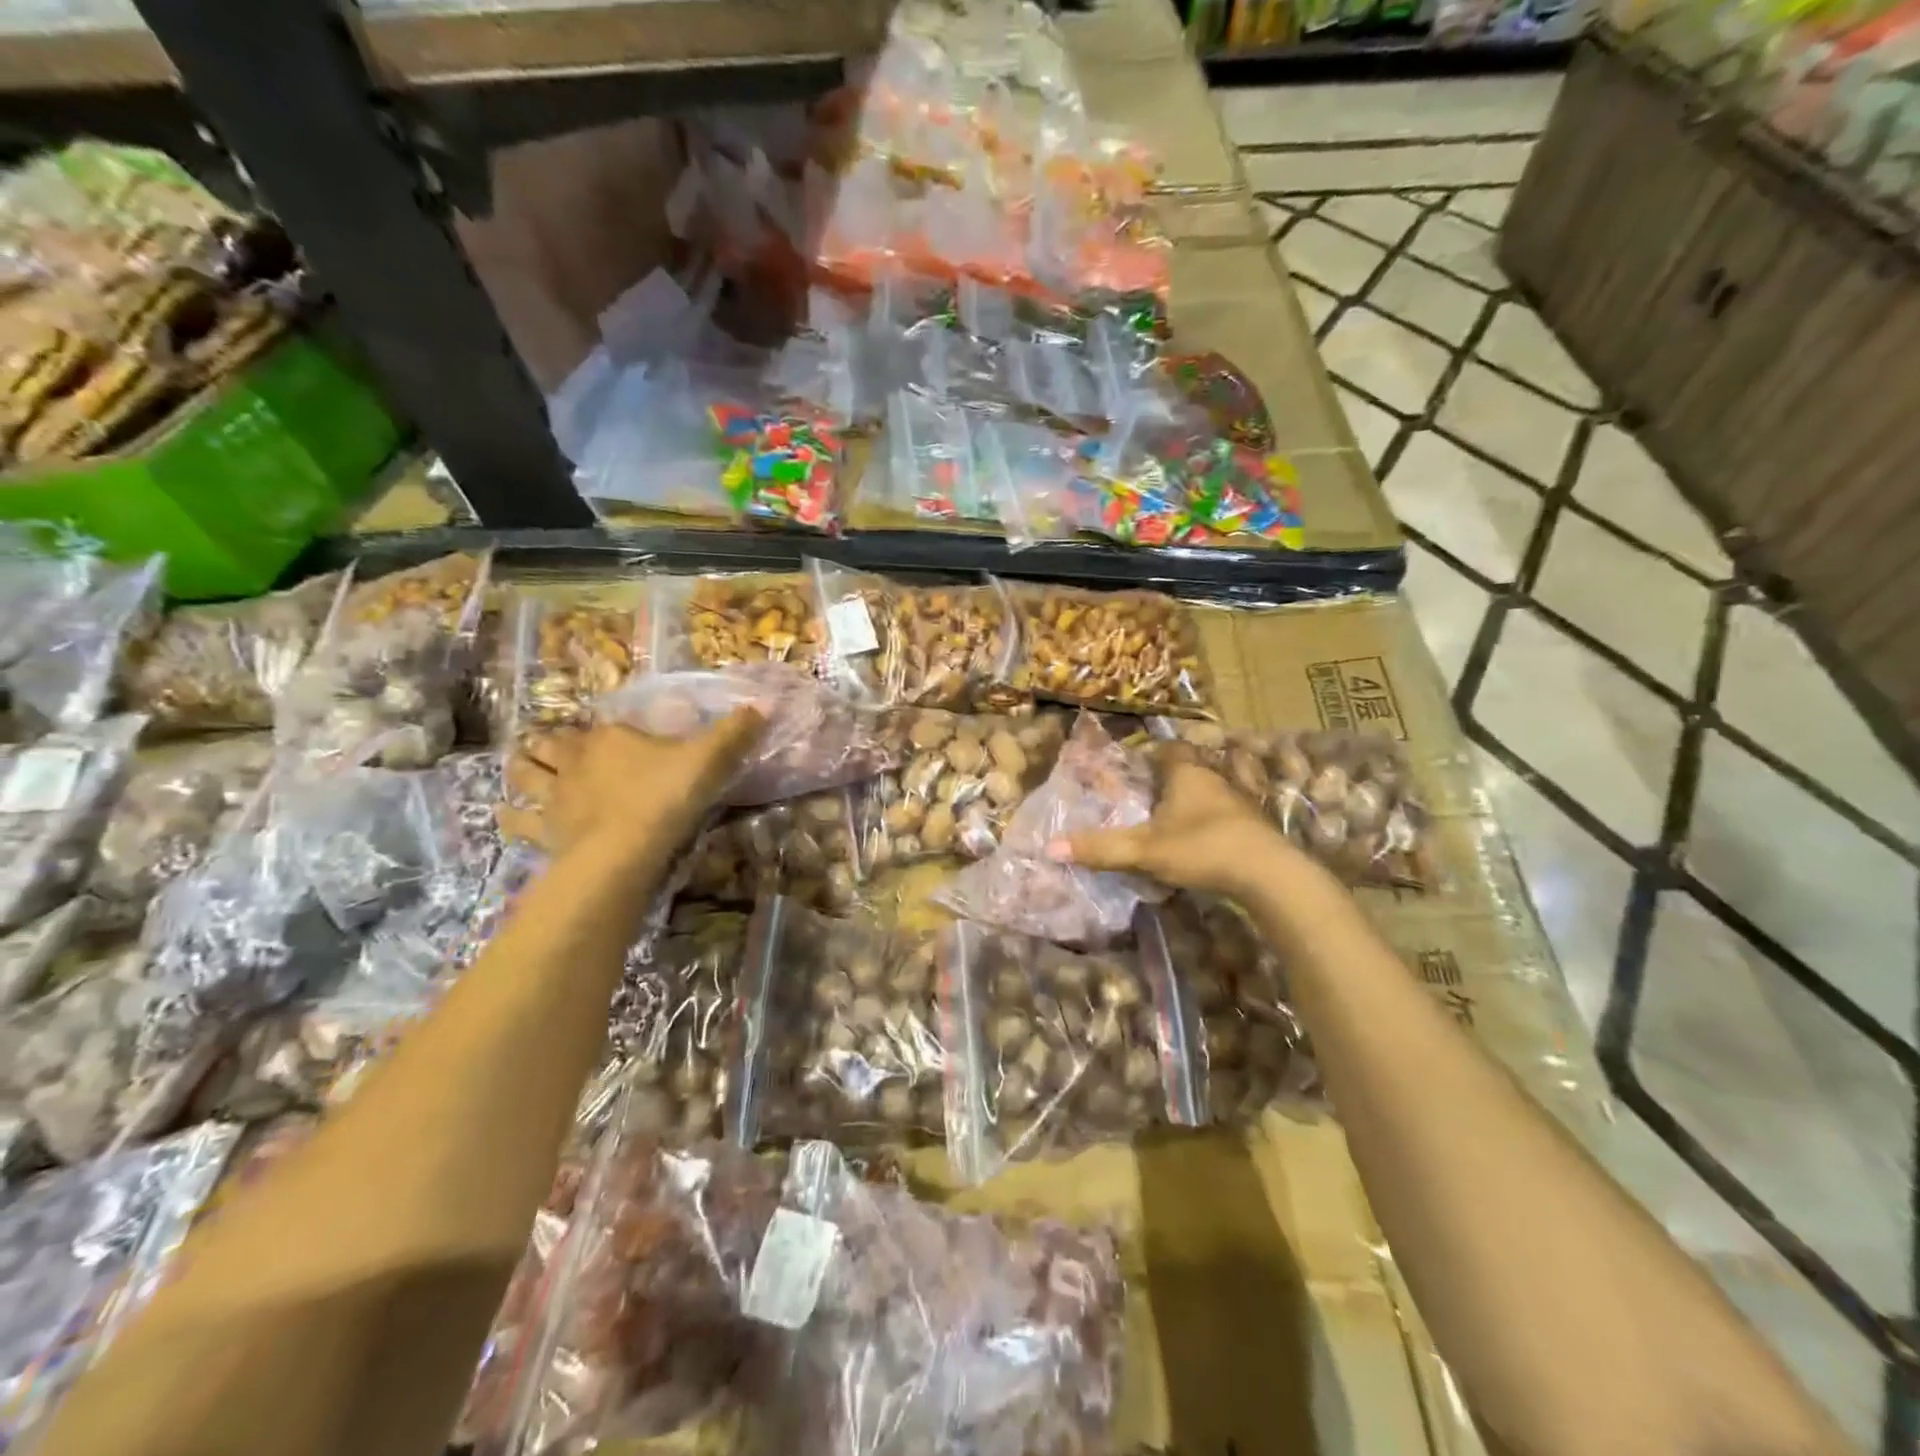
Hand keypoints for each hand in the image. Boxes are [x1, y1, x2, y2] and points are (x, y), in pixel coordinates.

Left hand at [500, 710, 763, 857]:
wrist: (624, 850)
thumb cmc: (665, 797)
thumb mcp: (709, 759)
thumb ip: (735, 733)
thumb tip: (763, 704)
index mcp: (610, 739)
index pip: (600, 726)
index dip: (601, 730)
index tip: (608, 734)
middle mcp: (574, 761)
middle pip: (549, 745)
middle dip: (547, 743)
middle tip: (549, 745)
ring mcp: (554, 797)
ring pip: (524, 775)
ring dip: (521, 769)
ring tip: (521, 769)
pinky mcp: (544, 832)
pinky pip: (517, 821)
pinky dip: (510, 816)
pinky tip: (507, 815)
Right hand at [1048, 751, 1316, 899]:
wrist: (1269, 875)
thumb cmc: (1203, 847)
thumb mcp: (1145, 850)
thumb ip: (1101, 848)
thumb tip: (1050, 847)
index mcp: (1187, 773)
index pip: (1168, 749)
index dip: (1151, 753)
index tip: (1134, 765)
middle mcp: (1215, 778)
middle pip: (1190, 768)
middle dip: (1171, 778)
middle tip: (1148, 794)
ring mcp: (1240, 802)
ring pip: (1213, 790)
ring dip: (1196, 800)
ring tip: (1173, 817)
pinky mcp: (1255, 827)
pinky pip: (1229, 814)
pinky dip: (1215, 821)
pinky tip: (1205, 839)